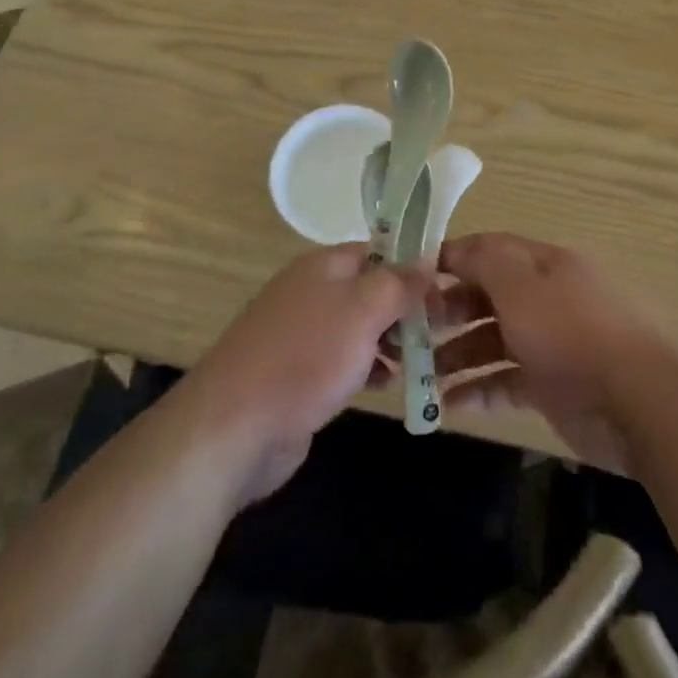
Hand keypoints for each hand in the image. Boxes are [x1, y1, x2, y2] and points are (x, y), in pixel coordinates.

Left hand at [181, 245, 422, 506]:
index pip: (377, 250)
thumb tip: (428, 258)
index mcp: (323, 265)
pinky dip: (365, 367)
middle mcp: (311, 291)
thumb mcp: (363, 309)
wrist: (234, 426)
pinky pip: (341, 360)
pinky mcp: (296, 373)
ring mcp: (300, 333)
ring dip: (388, 340)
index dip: (411, 266)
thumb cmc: (306, 356)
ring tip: (420, 360)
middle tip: (439, 331)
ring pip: (357, 326)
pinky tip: (385, 385)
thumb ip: (398, 283)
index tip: (443, 291)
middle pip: (368, 288)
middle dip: (403, 308)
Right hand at [433, 233, 670, 472]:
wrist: (634, 403)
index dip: (451, 259)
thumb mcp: (521, 286)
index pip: (489, 249)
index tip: (411, 277)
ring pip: (493, 339)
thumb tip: (454, 248)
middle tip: (410, 331)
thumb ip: (484, 262)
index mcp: (543, 264)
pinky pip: (506, 379)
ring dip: (458, 354)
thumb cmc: (570, 333)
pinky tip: (450, 404)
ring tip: (421, 374)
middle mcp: (545, 297)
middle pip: (488, 295)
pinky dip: (480, 389)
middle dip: (449, 310)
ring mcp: (550, 342)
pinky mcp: (552, 384)